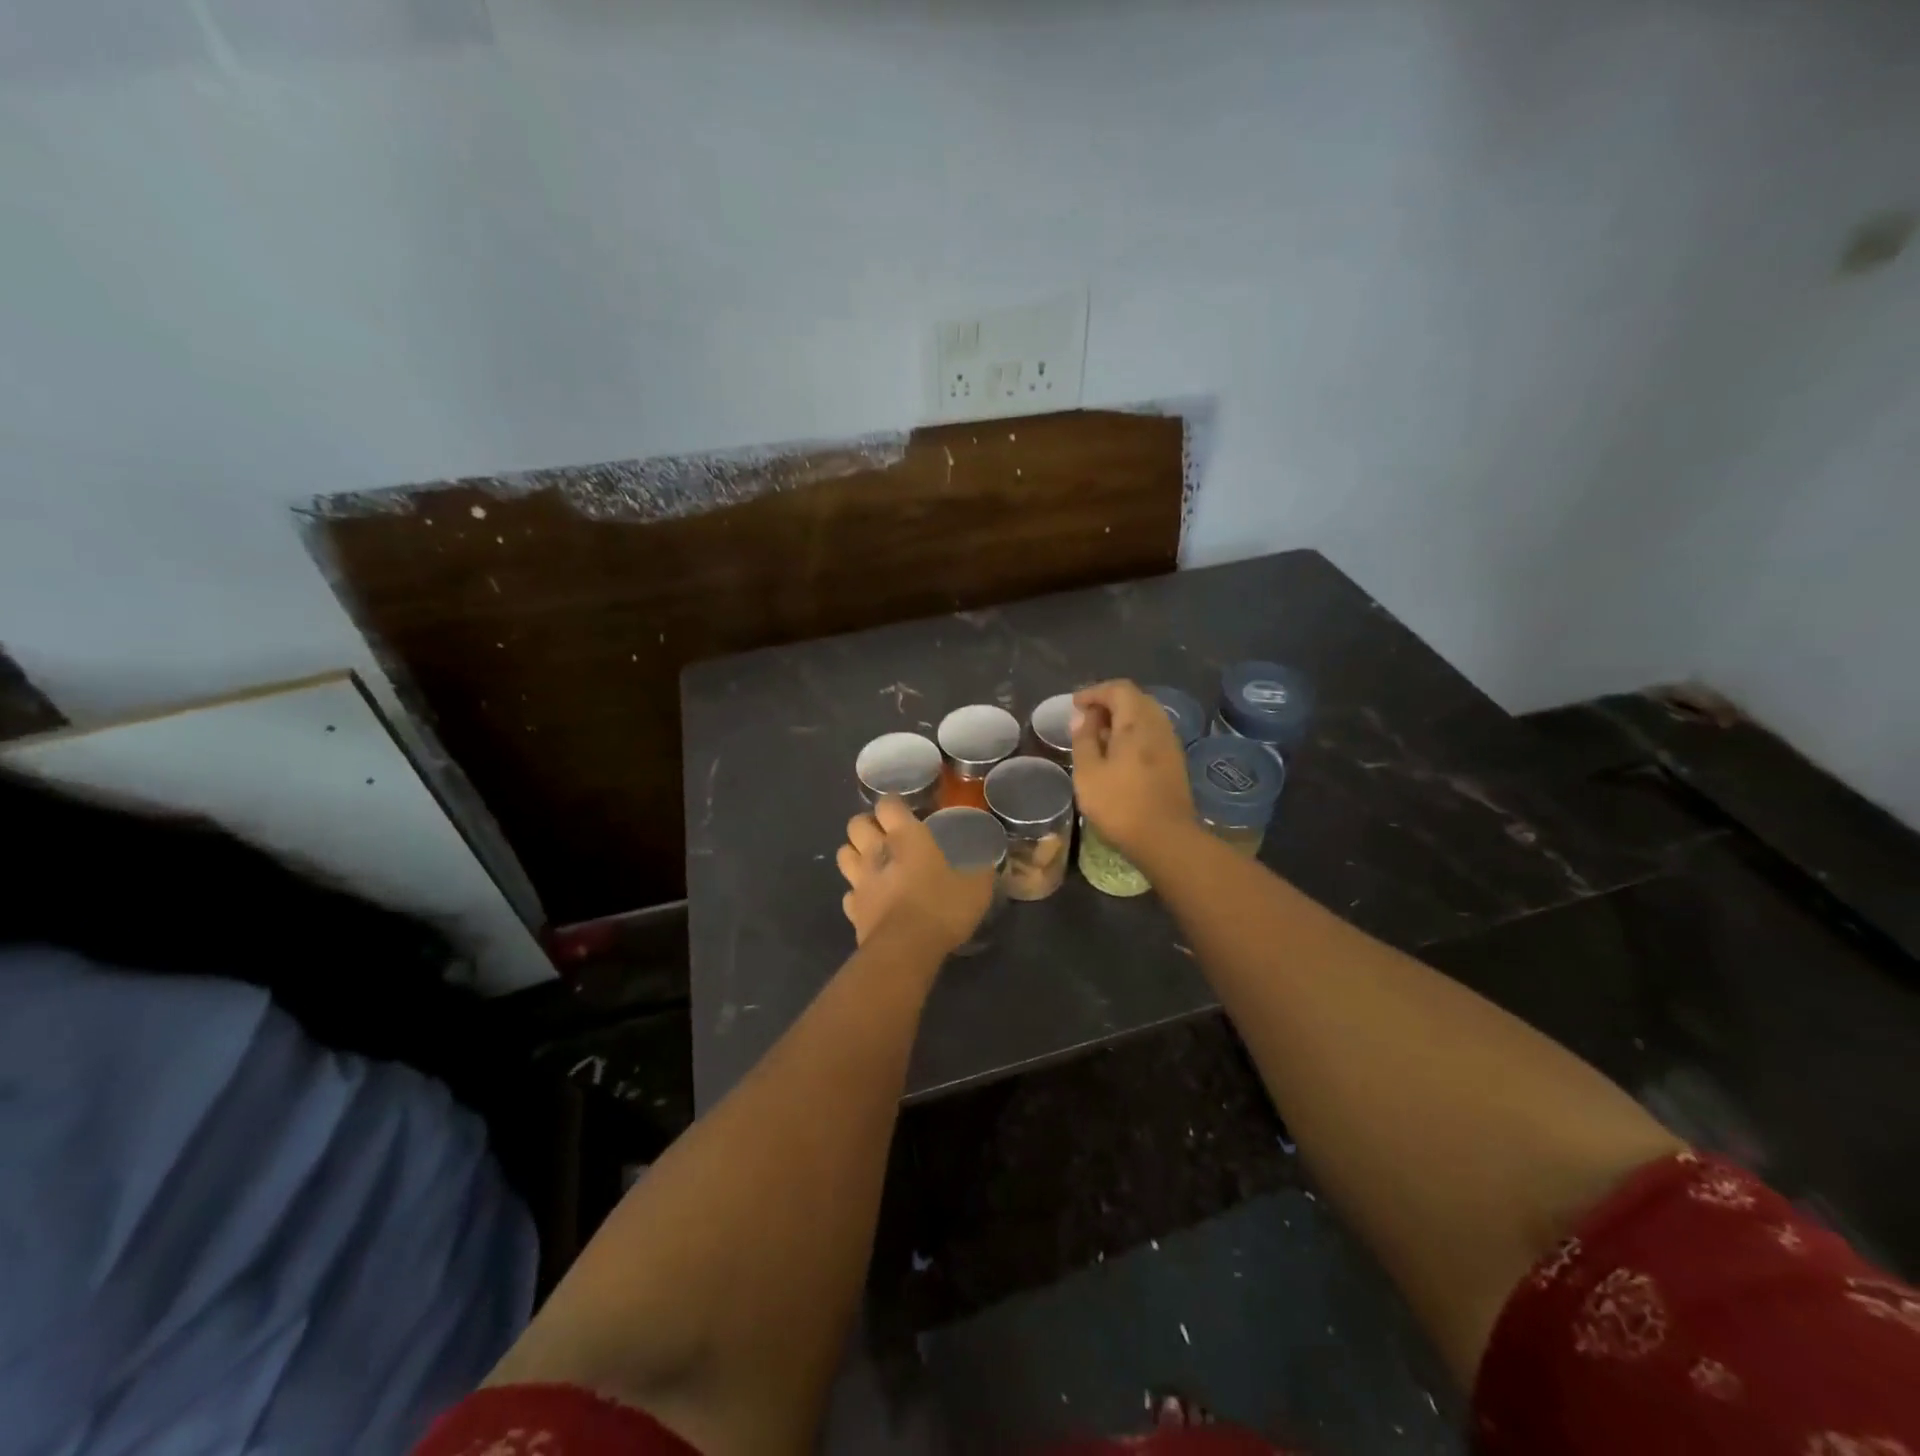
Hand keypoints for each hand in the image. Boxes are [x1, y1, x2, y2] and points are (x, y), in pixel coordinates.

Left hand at [836, 796, 995, 953]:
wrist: (905, 949)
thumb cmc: (942, 907)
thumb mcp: (976, 888)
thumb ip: (980, 872)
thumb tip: (988, 865)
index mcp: (906, 836)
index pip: (887, 804)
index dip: (893, 804)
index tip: (904, 810)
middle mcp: (877, 851)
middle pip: (856, 824)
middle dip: (867, 825)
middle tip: (885, 834)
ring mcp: (860, 881)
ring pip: (843, 854)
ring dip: (855, 853)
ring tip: (872, 862)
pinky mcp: (852, 910)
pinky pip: (849, 893)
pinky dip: (857, 893)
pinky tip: (871, 899)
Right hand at [1070, 680, 1195, 858]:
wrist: (1166, 838)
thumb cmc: (1120, 804)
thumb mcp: (1088, 773)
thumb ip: (1084, 739)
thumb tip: (1083, 718)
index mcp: (1136, 722)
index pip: (1118, 689)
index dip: (1095, 692)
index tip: (1075, 705)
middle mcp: (1158, 725)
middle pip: (1135, 699)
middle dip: (1109, 702)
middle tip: (1086, 719)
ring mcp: (1170, 743)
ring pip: (1146, 716)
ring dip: (1122, 718)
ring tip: (1099, 736)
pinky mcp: (1175, 760)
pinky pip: (1153, 732)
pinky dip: (1133, 733)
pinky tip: (1119, 754)